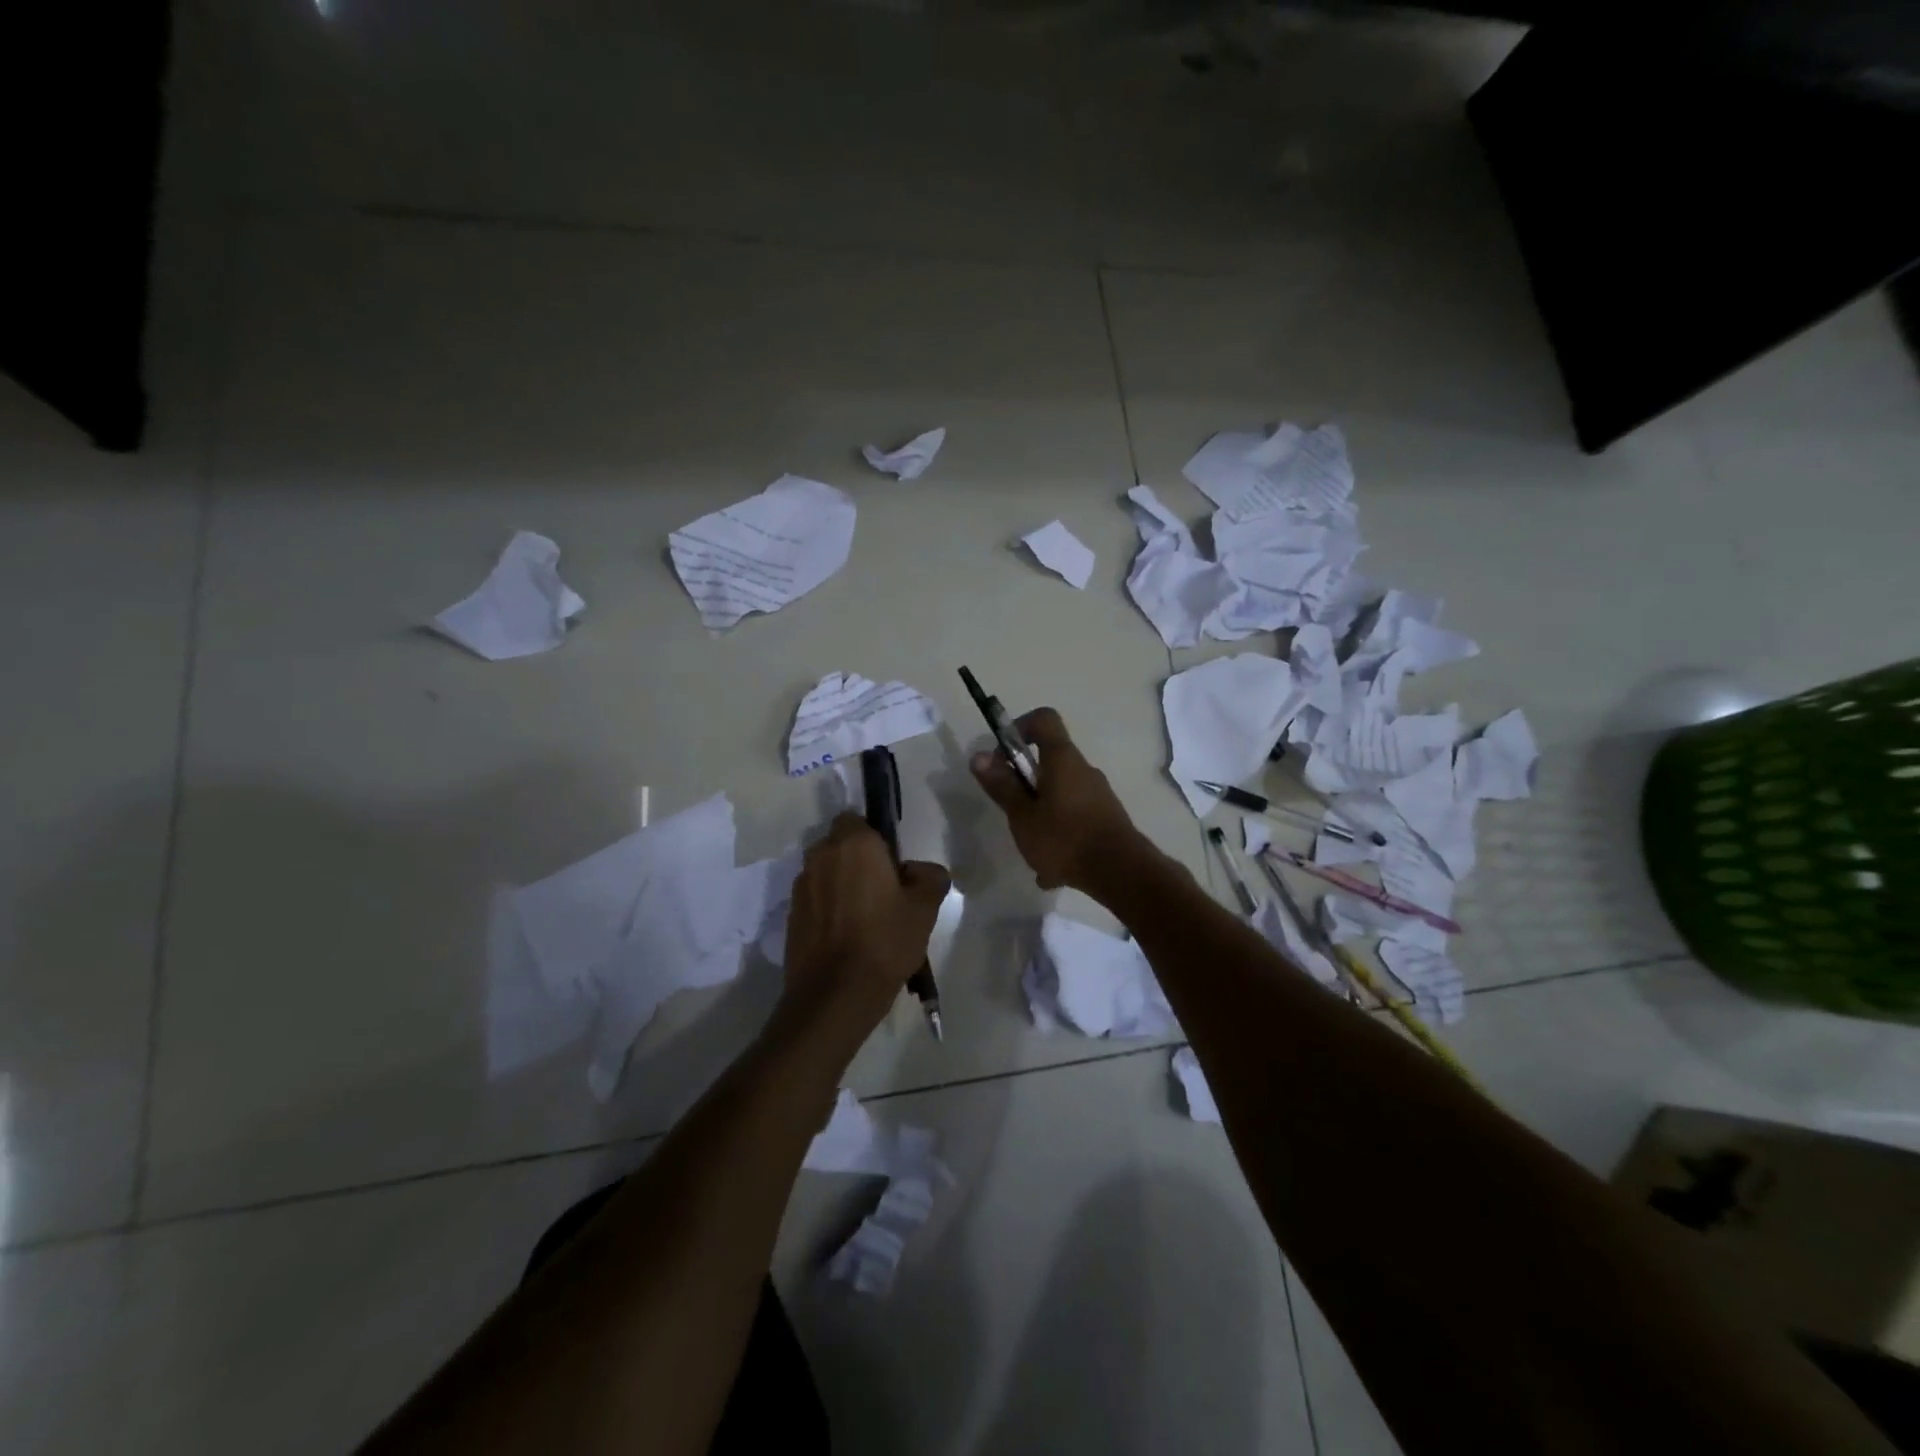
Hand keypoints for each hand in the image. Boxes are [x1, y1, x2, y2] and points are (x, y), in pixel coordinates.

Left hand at [777, 813, 950, 1048]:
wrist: (835, 995)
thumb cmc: (884, 941)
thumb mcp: (925, 908)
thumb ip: (930, 877)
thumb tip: (921, 871)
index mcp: (853, 844)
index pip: (858, 819)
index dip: (876, 839)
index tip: (892, 866)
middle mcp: (821, 856)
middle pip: (840, 846)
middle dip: (857, 860)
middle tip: (883, 892)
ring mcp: (801, 886)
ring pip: (826, 873)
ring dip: (841, 885)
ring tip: (864, 919)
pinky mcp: (791, 915)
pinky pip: (815, 899)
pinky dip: (828, 909)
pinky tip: (846, 937)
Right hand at [970, 707, 1150, 894]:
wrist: (1122, 873)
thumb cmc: (1065, 839)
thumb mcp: (1023, 816)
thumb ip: (1001, 786)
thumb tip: (978, 756)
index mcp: (1062, 759)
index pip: (1043, 719)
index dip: (1019, 727)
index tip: (1003, 757)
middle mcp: (1083, 769)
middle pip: (1048, 760)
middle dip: (1025, 783)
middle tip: (1012, 811)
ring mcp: (1098, 793)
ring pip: (1059, 794)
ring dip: (1040, 815)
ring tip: (1031, 851)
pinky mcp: (1106, 817)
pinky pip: (1073, 817)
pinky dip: (1058, 834)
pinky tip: (1052, 872)